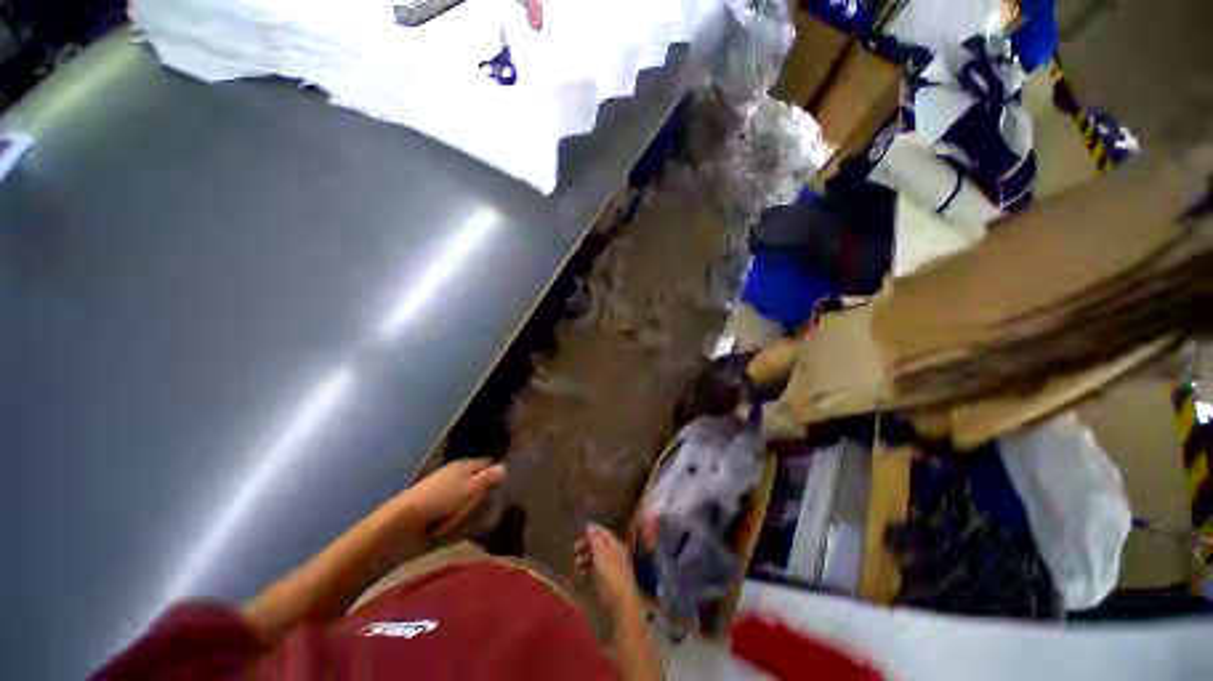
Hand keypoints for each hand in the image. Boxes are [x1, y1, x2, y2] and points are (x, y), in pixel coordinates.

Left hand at [397, 459, 505, 537]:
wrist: (403, 519)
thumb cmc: (442, 499)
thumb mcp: (470, 488)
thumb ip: (488, 478)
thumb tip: (504, 466)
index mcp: (464, 465)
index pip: (485, 463)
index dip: (494, 473)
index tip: (503, 486)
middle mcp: (454, 473)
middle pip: (475, 479)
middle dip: (480, 492)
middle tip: (486, 505)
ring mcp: (442, 489)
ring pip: (464, 495)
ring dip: (466, 506)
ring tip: (468, 518)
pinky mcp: (433, 505)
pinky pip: (451, 507)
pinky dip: (454, 515)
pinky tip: (454, 523)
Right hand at [575, 524, 641, 618]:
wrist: (620, 607)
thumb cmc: (611, 576)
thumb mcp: (601, 554)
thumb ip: (594, 539)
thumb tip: (588, 525)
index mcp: (616, 546)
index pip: (604, 533)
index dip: (593, 530)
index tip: (580, 529)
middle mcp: (615, 556)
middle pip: (599, 546)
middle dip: (586, 546)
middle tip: (574, 549)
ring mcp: (611, 571)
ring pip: (595, 561)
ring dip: (584, 560)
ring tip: (576, 565)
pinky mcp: (606, 586)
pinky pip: (594, 575)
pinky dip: (586, 574)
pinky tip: (580, 579)